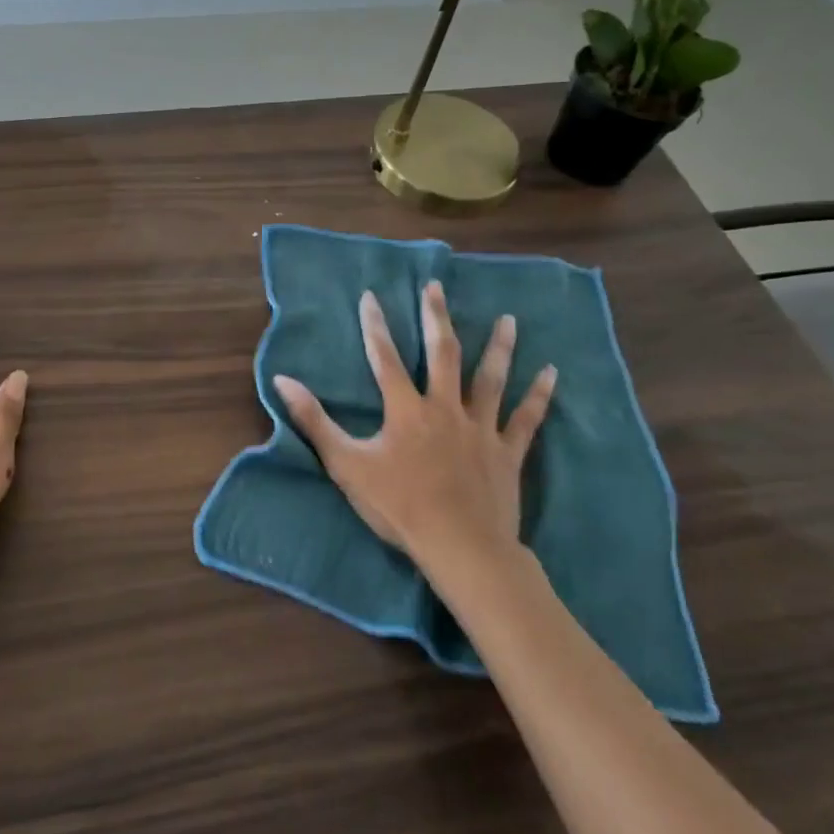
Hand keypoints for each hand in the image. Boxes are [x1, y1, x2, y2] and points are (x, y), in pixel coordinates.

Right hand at [273, 282, 555, 568]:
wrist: (460, 547)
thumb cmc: (399, 506)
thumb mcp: (346, 464)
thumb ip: (313, 421)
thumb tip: (282, 380)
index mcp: (406, 409)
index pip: (385, 357)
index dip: (374, 325)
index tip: (370, 295)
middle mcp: (445, 407)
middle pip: (442, 353)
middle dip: (436, 317)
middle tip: (436, 286)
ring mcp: (481, 427)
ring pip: (490, 378)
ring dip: (498, 346)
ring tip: (507, 319)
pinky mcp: (507, 451)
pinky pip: (527, 418)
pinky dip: (539, 395)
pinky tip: (551, 372)